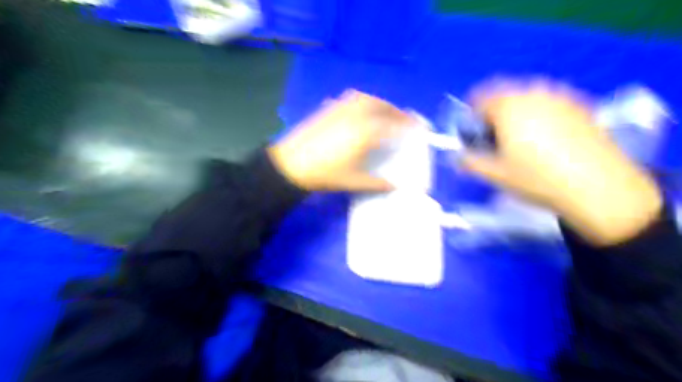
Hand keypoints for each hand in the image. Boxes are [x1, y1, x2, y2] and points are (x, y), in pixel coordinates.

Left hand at [268, 87, 409, 189]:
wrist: (291, 164)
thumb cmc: (325, 174)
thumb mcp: (353, 181)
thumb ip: (377, 183)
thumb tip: (396, 186)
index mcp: (365, 132)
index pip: (393, 124)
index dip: (408, 124)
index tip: (418, 127)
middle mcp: (356, 115)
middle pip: (382, 106)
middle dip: (396, 111)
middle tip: (404, 119)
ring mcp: (341, 109)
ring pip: (367, 99)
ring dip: (381, 104)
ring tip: (386, 114)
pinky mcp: (328, 109)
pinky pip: (352, 99)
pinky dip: (364, 101)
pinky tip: (362, 111)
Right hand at [463, 80, 660, 243]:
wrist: (597, 186)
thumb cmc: (536, 178)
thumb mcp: (495, 174)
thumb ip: (469, 162)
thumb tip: (457, 157)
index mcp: (508, 107)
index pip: (481, 99)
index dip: (471, 113)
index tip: (472, 130)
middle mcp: (533, 94)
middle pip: (505, 94)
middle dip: (494, 111)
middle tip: (494, 135)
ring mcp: (560, 97)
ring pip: (528, 96)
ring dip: (517, 110)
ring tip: (520, 136)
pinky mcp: (581, 106)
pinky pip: (550, 102)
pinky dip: (540, 112)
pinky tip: (546, 136)